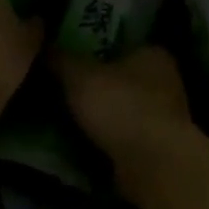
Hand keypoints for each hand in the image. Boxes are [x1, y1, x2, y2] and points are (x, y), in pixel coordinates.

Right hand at [51, 45, 198, 204]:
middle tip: (61, 89)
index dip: (94, 49)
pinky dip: (108, 140)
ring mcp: (165, 117)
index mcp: (153, 54)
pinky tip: (84, 144)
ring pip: (124, 109)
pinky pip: (125, 137)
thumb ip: (60, 58)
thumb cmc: (121, 107)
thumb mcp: (79, 76)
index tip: (69, 59)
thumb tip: (42, 45)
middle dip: (97, 85)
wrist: (153, 165)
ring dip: (102, 116)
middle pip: (122, 78)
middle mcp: (166, 81)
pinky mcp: (159, 148)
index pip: (121, 43)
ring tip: (66, 118)